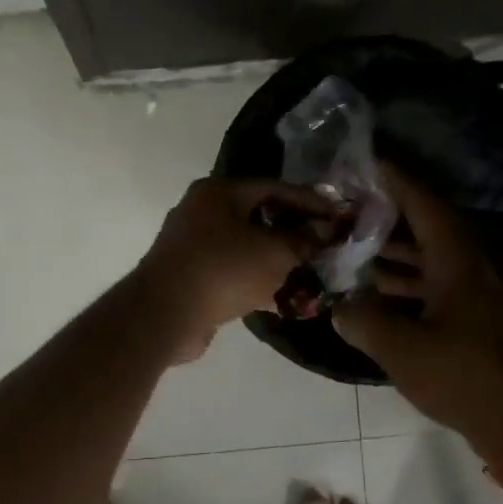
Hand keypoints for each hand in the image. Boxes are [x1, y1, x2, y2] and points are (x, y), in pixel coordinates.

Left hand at [135, 177, 333, 361]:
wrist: (164, 315)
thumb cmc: (223, 270)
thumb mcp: (275, 253)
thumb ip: (303, 241)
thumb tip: (324, 233)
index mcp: (218, 192)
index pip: (274, 188)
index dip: (310, 202)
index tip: (338, 216)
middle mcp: (202, 211)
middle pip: (258, 217)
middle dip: (293, 233)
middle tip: (324, 246)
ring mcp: (193, 245)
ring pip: (246, 247)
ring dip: (277, 261)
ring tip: (310, 275)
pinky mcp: (190, 276)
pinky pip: (232, 272)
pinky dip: (257, 282)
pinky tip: (284, 299)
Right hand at [333, 164, 502, 466]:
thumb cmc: (464, 375)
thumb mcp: (402, 348)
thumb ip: (364, 321)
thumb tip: (339, 307)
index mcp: (454, 262)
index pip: (422, 204)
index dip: (394, 181)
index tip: (364, 164)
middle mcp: (464, 269)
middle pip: (422, 228)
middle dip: (384, 215)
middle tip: (344, 208)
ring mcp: (467, 296)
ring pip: (423, 260)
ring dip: (388, 252)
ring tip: (347, 247)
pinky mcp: (465, 321)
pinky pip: (426, 287)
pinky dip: (399, 284)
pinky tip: (370, 294)